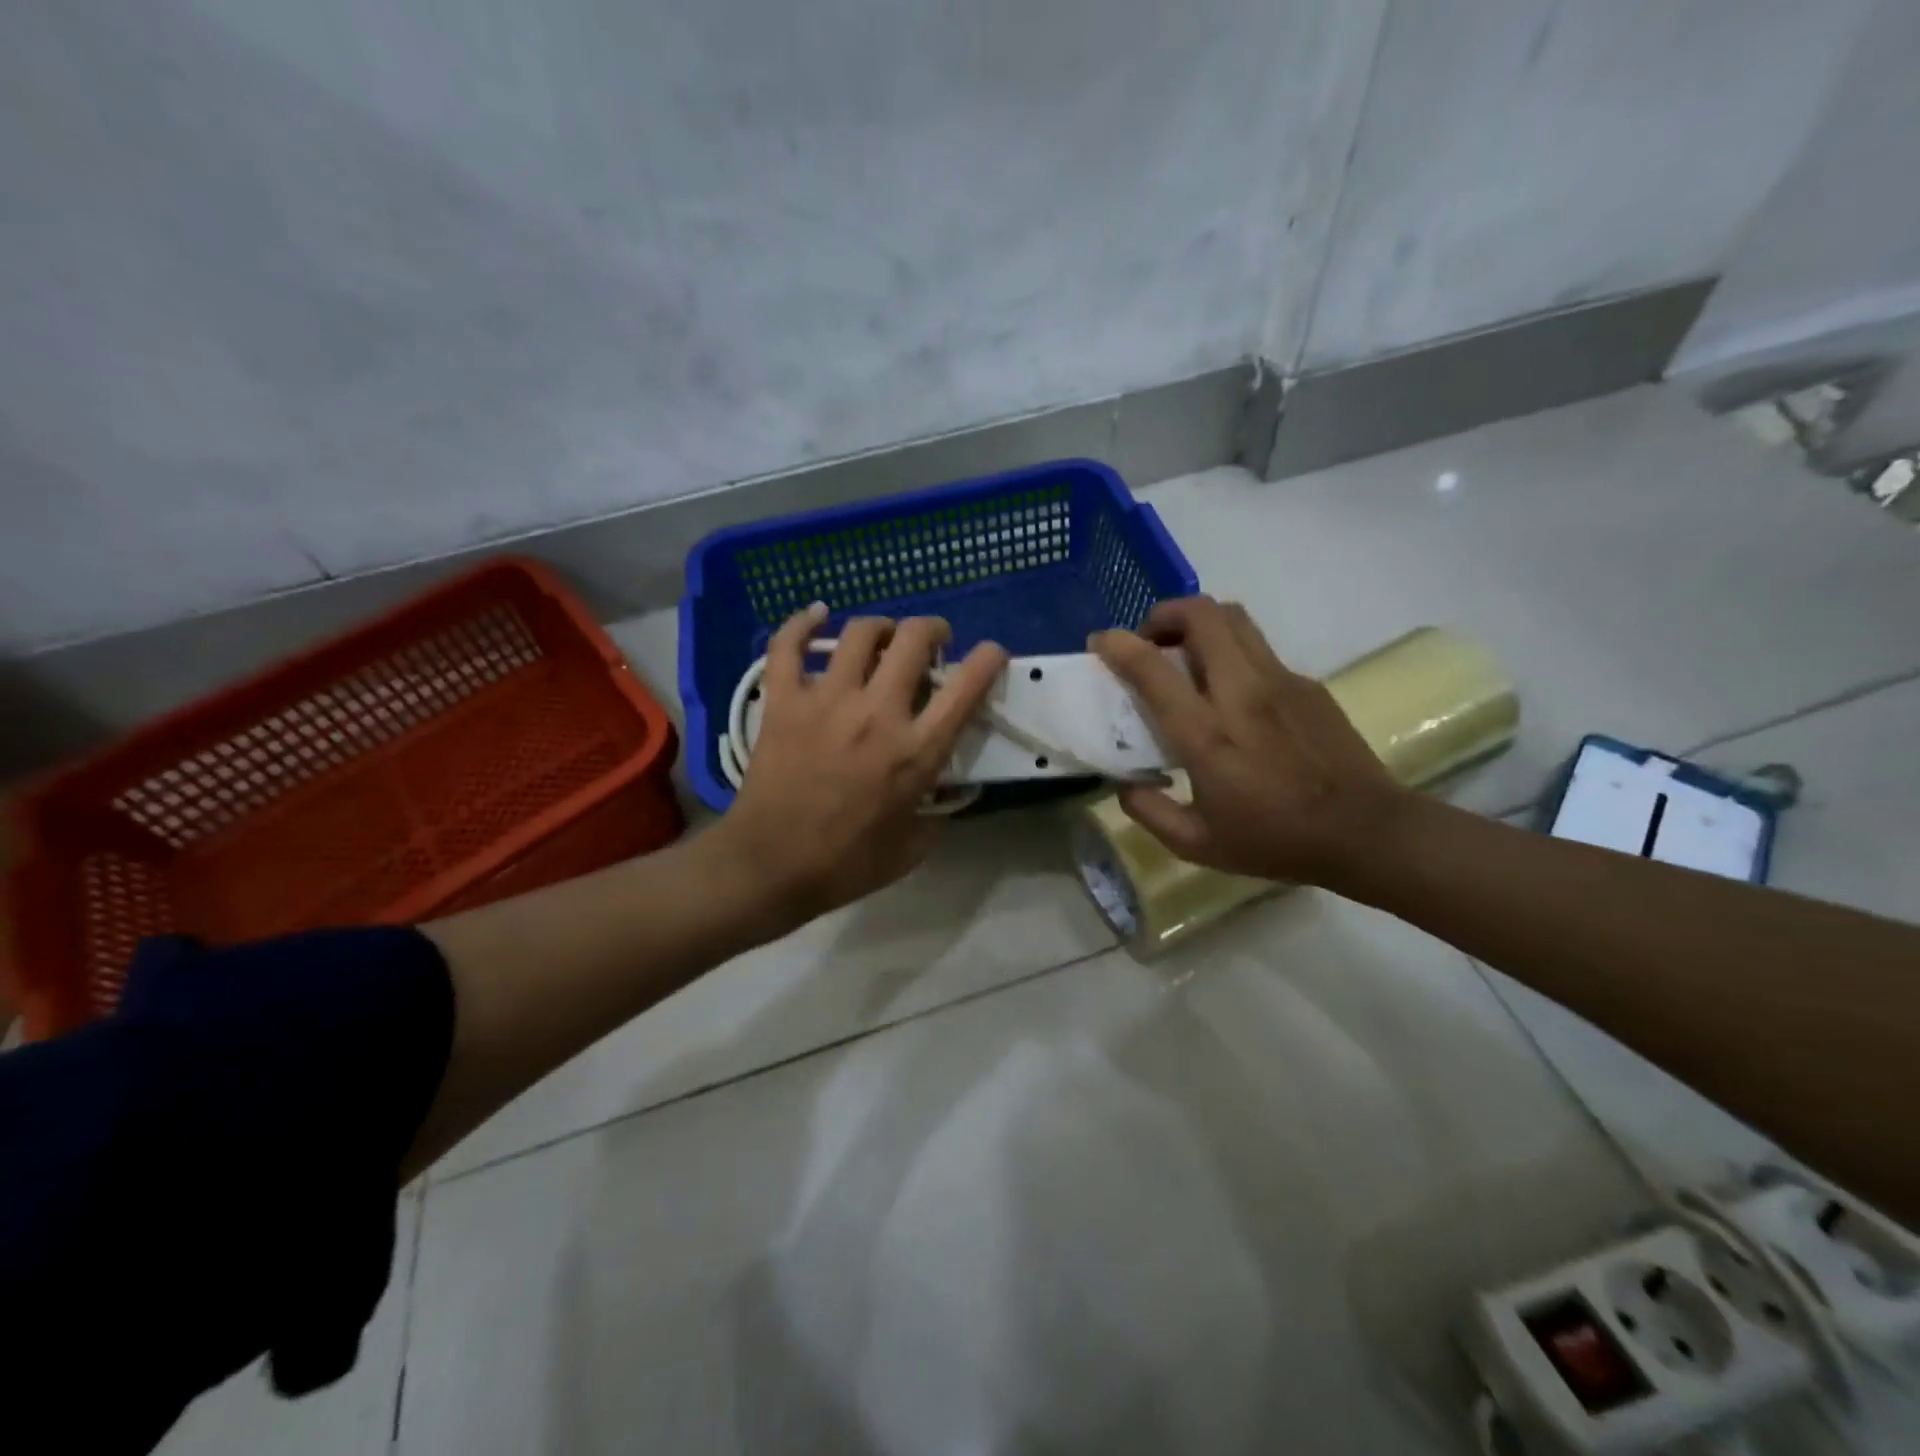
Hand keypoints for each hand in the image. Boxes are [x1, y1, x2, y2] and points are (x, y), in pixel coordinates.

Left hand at [719, 604, 1007, 920]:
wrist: (770, 866)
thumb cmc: (846, 864)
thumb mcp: (913, 848)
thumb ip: (939, 814)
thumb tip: (948, 790)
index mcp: (916, 751)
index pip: (966, 687)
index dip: (988, 659)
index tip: (990, 653)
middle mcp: (876, 713)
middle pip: (913, 640)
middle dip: (932, 629)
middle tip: (932, 641)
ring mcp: (826, 700)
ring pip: (860, 633)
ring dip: (881, 626)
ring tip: (883, 637)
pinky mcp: (784, 700)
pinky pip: (788, 645)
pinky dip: (801, 623)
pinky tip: (817, 614)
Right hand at [1091, 596, 1402, 885]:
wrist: (1366, 832)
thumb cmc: (1275, 840)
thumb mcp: (1197, 844)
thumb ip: (1148, 811)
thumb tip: (1124, 782)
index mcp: (1206, 734)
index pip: (1152, 667)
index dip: (1117, 645)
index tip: (1100, 643)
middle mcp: (1241, 692)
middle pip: (1200, 614)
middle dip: (1163, 614)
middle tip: (1149, 642)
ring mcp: (1280, 681)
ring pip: (1233, 618)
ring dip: (1198, 623)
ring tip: (1184, 655)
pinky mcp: (1306, 684)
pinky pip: (1258, 649)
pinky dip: (1230, 652)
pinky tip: (1232, 694)